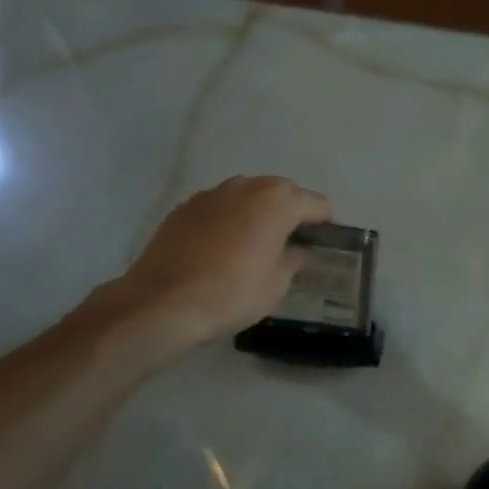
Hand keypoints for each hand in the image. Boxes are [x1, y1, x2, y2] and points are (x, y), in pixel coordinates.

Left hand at [99, 175, 332, 353]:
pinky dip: (231, 219)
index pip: (317, 204)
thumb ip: (295, 259)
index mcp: (277, 201)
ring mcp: (212, 193)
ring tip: (259, 243)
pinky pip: (221, 207)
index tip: (327, 245)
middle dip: (293, 213)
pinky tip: (225, 248)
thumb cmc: (232, 293)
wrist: (161, 303)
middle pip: (283, 193)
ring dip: (260, 213)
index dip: (327, 224)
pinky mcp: (185, 207)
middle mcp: (247, 186)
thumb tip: (299, 250)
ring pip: (249, 196)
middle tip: (295, 244)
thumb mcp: (277, 283)